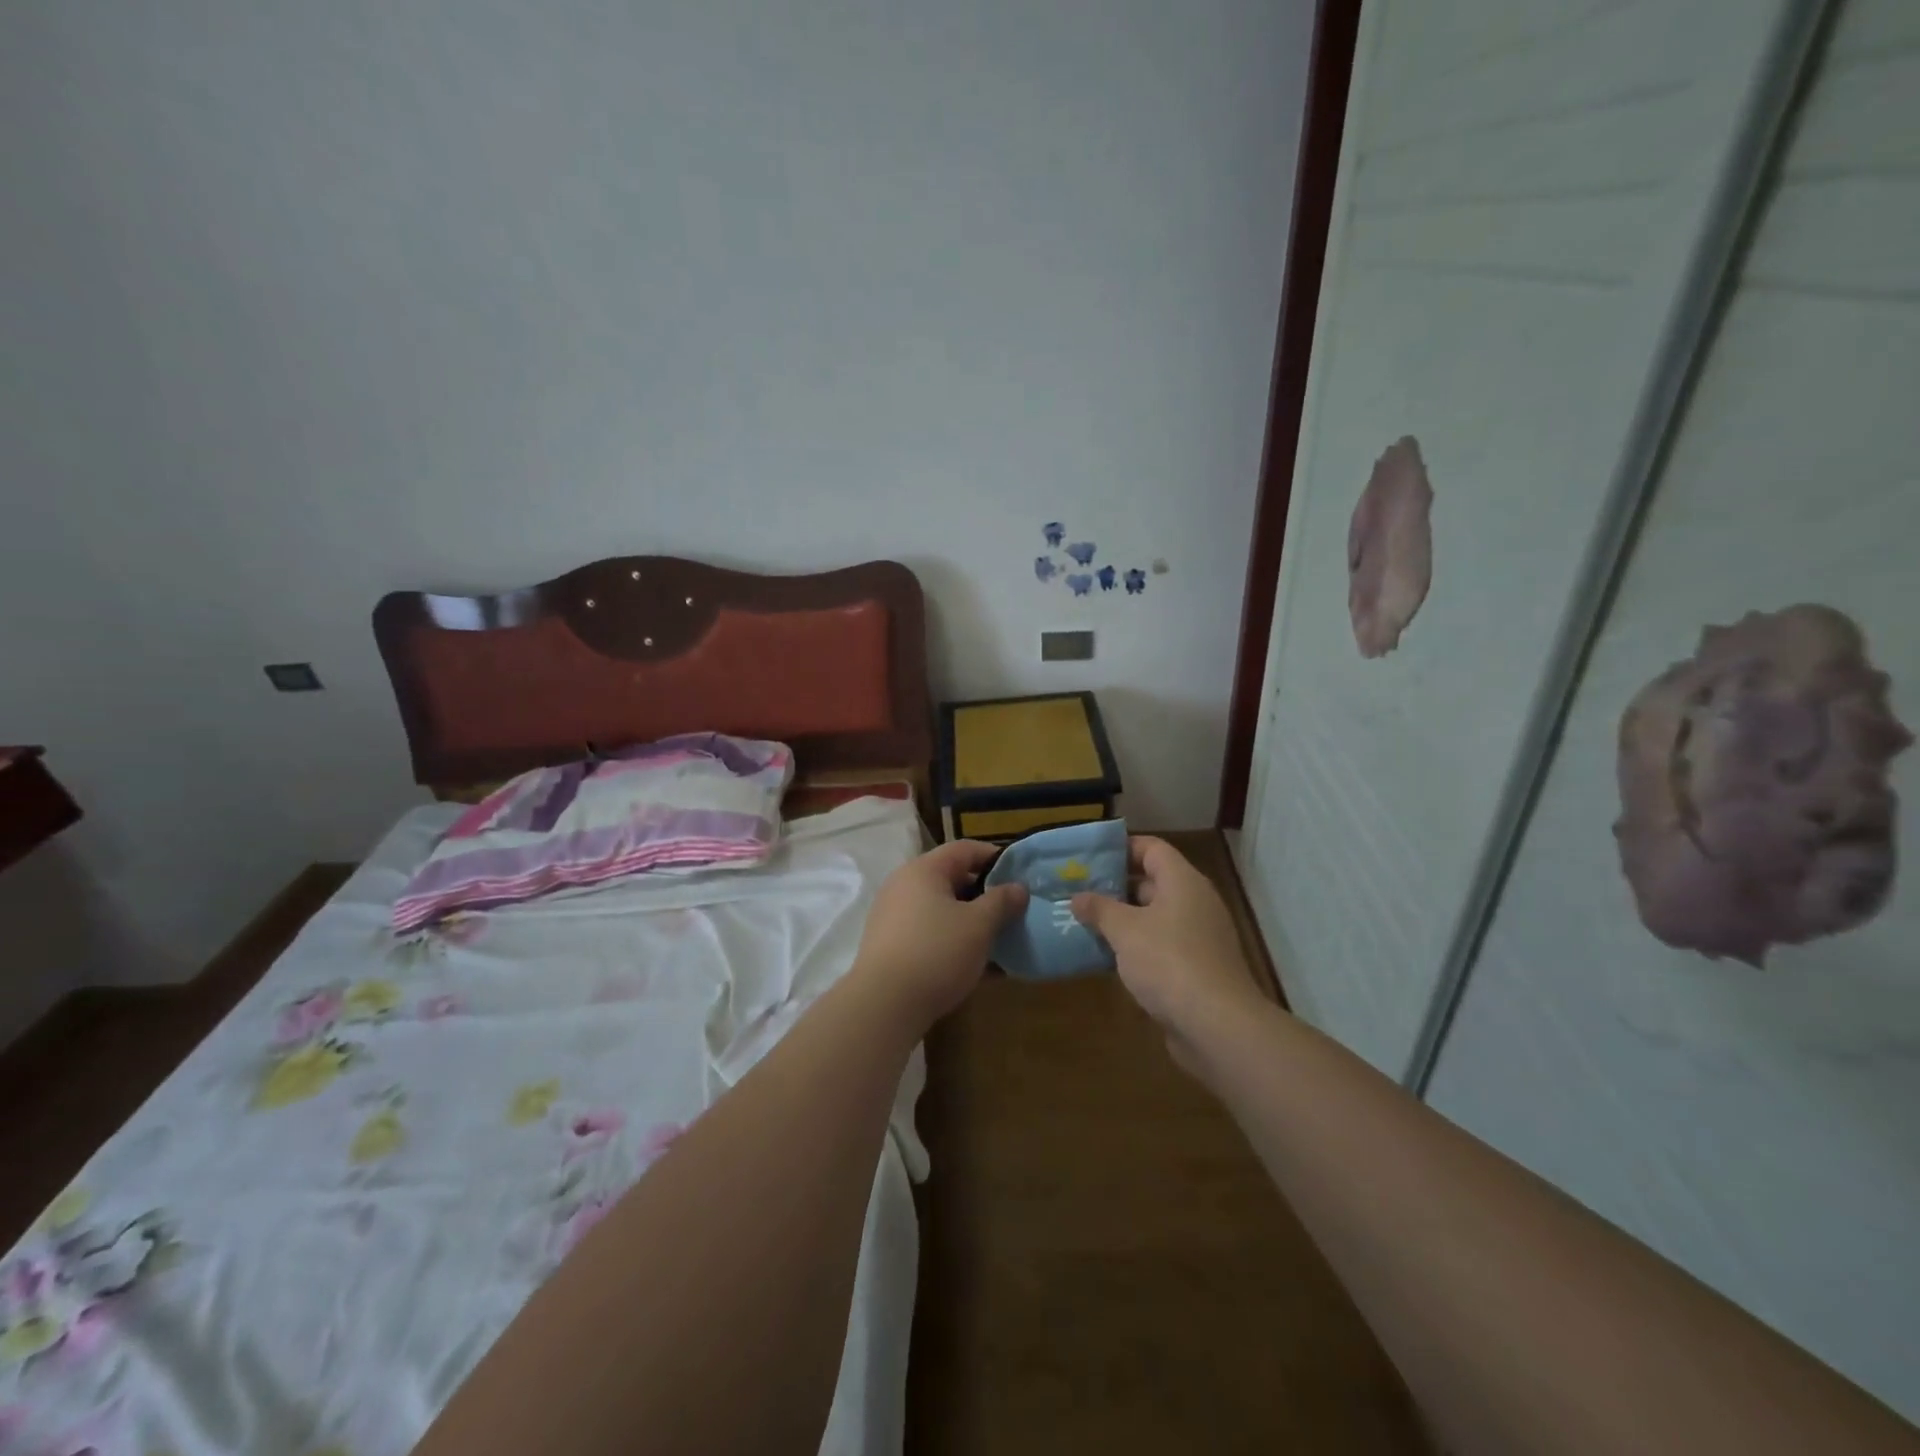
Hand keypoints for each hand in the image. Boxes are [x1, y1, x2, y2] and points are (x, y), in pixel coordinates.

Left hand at [851, 840, 1027, 1030]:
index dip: (996, 858)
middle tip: (1014, 911)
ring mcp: (894, 917)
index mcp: (924, 870)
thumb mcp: (979, 925)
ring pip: (942, 910)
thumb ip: (1002, 902)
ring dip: (972, 922)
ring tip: (1000, 941)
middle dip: (985, 894)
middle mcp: (904, 886)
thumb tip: (1018, 887)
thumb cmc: (936, 952)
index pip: (965, 849)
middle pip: (952, 879)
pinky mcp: (891, 947)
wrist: (883, 1005)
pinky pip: (931, 934)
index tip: (1021, 876)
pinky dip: (954, 942)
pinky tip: (979, 967)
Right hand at [1071, 836, 1263, 1066]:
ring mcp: (1199, 937)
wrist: (1217, 1026)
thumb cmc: (1169, 963)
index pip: (1151, 848)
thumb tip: (1078, 897)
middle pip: (1152, 882)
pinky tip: (1108, 958)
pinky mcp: (1198, 968)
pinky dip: (1137, 947)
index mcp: (1183, 882)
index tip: (1088, 858)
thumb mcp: (1125, 931)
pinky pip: (1162, 946)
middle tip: (1078, 892)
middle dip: (1115, 887)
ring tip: (1085, 923)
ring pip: (1155, 917)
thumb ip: (1099, 909)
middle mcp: (1195, 902)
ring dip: (1123, 920)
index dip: (1120, 848)